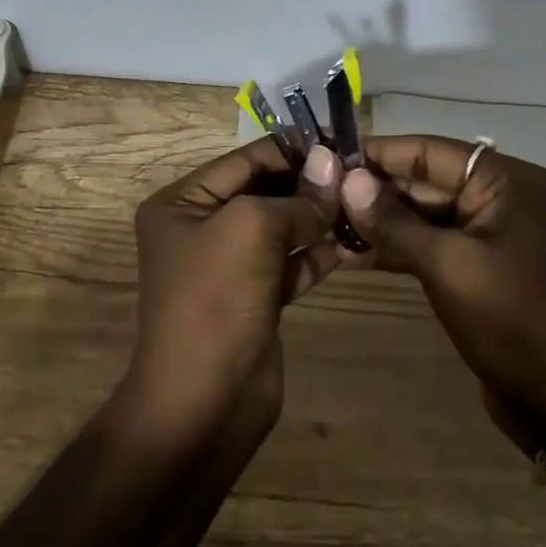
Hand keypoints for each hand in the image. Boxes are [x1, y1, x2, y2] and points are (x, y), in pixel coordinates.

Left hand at [126, 139, 344, 438]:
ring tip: (363, 206)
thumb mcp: (251, 229)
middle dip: (309, 186)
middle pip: (264, 192)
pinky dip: (318, 254)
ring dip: (319, 218)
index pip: (244, 161)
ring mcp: (229, 266)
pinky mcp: (256, 298)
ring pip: (282, 228)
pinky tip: (353, 243)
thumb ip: (295, 196)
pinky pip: (291, 263)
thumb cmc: (215, 299)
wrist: (205, 402)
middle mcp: (201, 228)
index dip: (292, 151)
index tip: (341, 145)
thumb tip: (331, 164)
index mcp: (182, 203)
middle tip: (360, 178)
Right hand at [337, 136, 545, 459]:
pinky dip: (397, 245)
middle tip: (319, 197)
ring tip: (326, 225)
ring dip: (380, 220)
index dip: (378, 154)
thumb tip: (347, 181)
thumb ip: (394, 221)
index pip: (430, 151)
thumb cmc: (509, 320)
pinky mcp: (479, 261)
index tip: (328, 157)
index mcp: (507, 181)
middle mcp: (501, 195)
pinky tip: (352, 254)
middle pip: (425, 179)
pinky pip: (432, 240)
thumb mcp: (446, 265)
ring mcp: (490, 230)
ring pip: (423, 212)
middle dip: (374, 190)